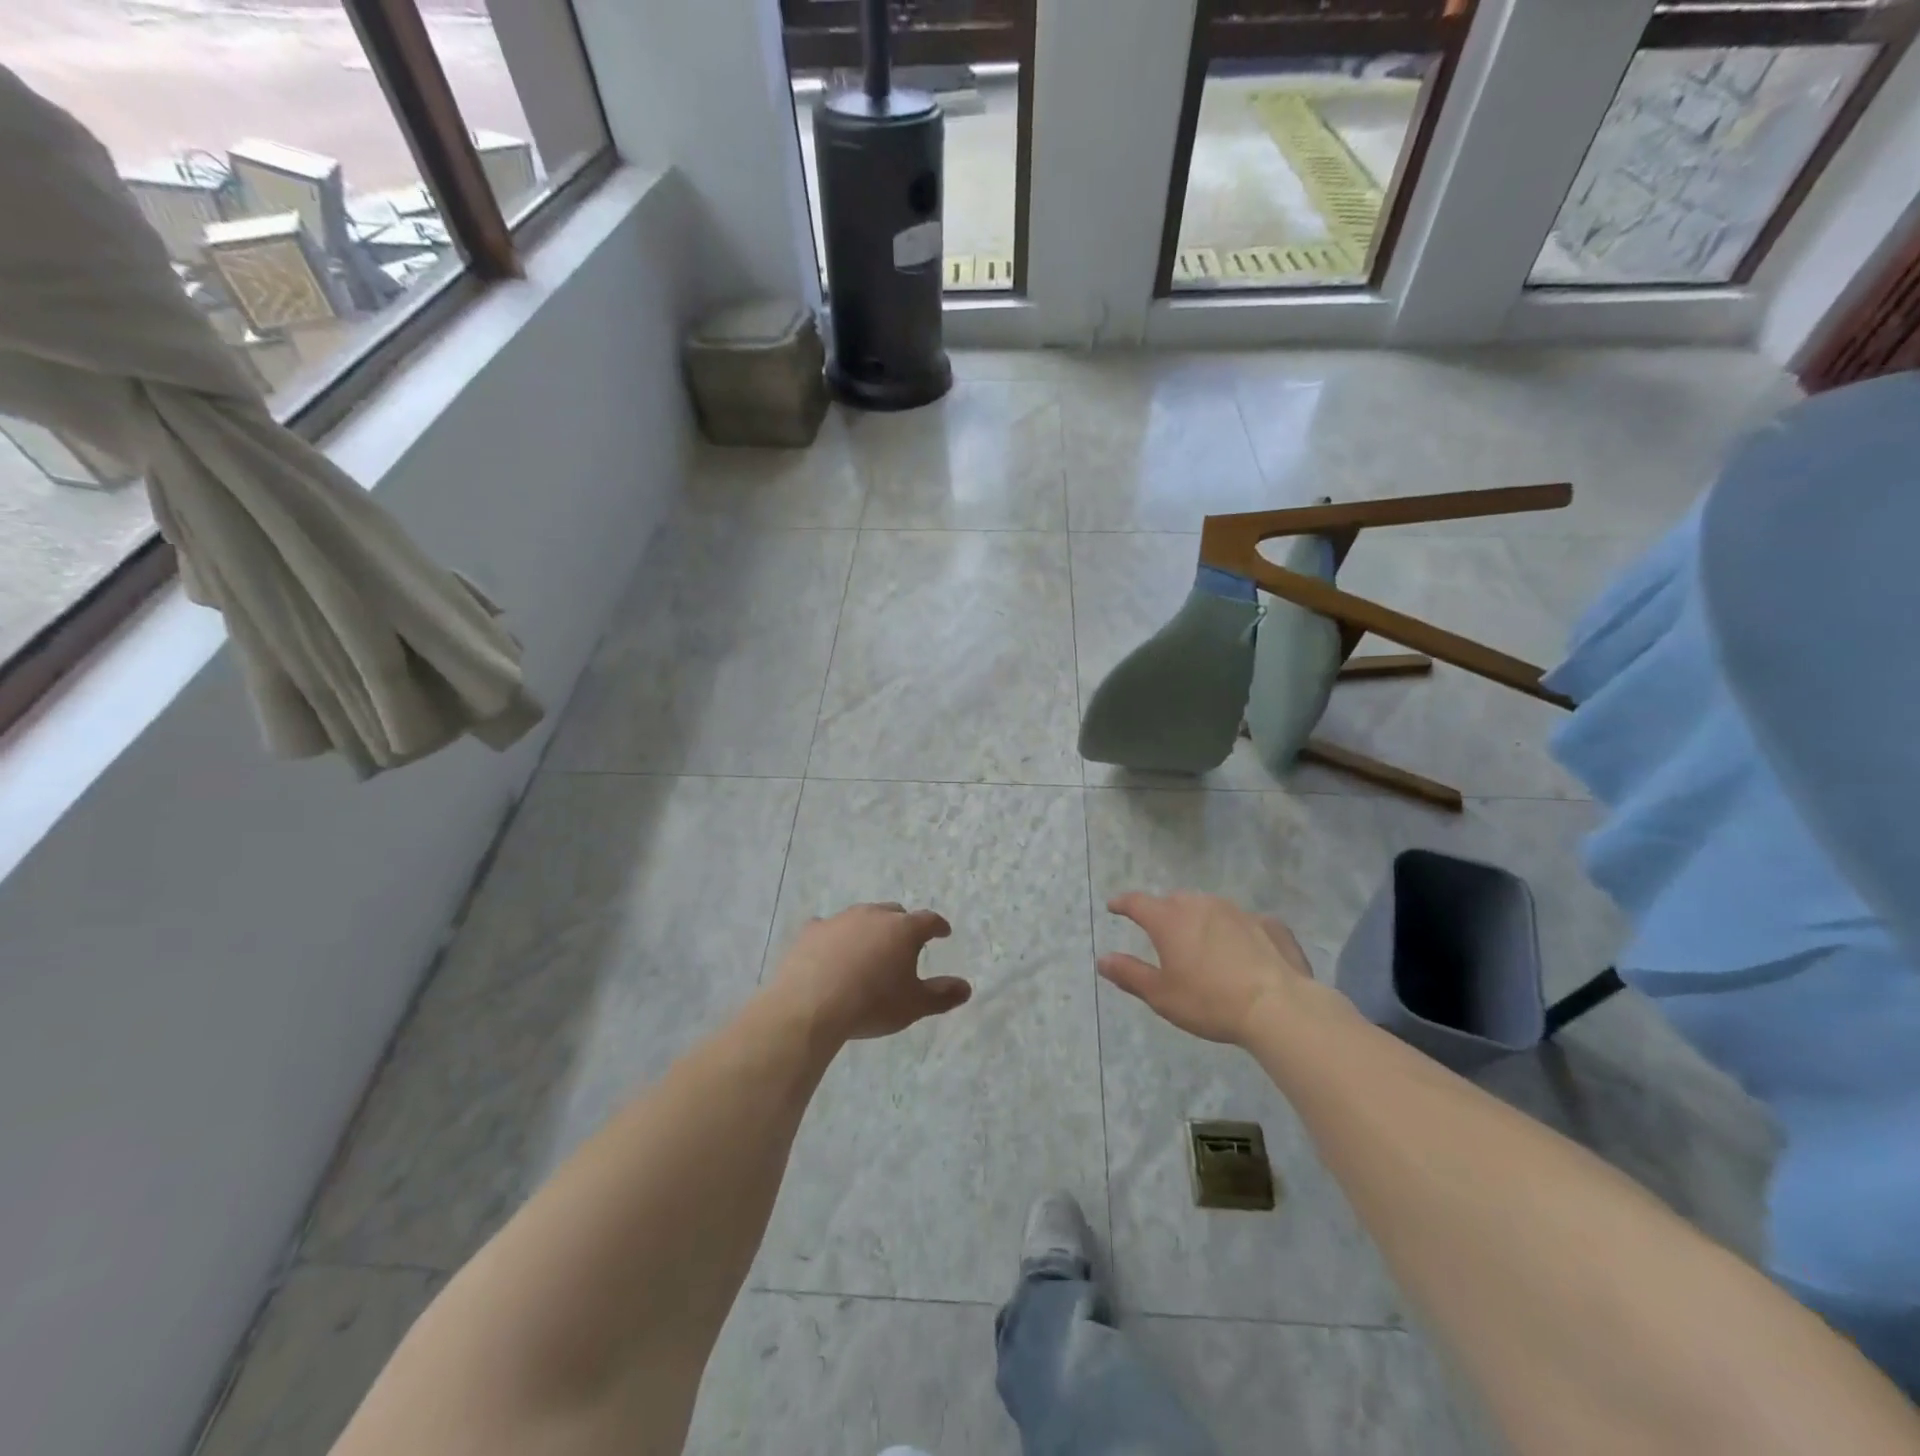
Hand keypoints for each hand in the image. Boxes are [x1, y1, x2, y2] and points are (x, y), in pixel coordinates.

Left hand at [769, 902, 970, 1042]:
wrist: (811, 1006)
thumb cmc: (872, 1004)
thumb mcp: (913, 1005)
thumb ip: (942, 995)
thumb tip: (966, 988)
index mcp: (903, 929)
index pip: (928, 920)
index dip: (937, 926)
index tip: (942, 933)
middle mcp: (873, 915)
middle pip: (893, 913)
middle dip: (901, 925)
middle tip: (903, 944)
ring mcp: (840, 919)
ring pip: (861, 917)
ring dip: (868, 929)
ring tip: (868, 950)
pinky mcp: (812, 931)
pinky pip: (828, 929)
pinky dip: (834, 938)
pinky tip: (830, 952)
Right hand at [1098, 891, 1316, 1045]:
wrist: (1278, 1007)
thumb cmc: (1210, 1002)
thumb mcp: (1162, 996)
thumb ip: (1130, 974)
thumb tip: (1103, 959)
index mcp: (1169, 920)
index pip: (1137, 902)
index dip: (1122, 903)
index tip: (1114, 907)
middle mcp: (1200, 906)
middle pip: (1174, 901)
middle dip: (1164, 912)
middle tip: (1162, 932)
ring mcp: (1237, 911)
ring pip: (1209, 907)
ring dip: (1200, 919)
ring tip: (1202, 941)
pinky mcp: (1269, 924)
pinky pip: (1245, 922)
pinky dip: (1238, 932)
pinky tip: (1244, 952)